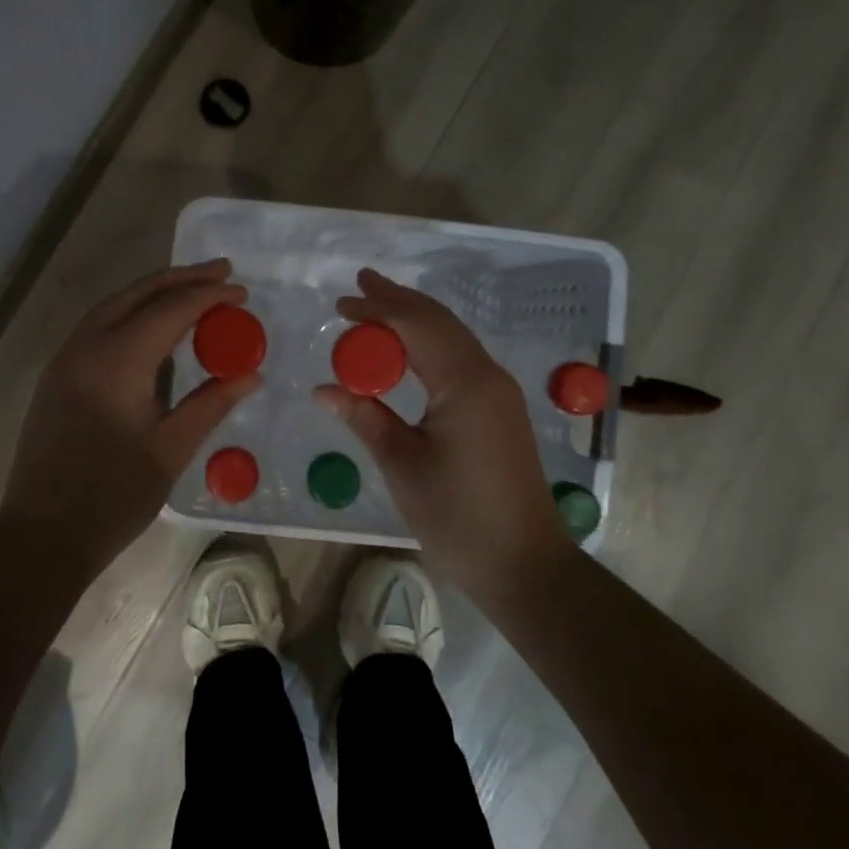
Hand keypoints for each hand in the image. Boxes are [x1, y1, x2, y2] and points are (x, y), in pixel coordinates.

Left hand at [0, 259, 259, 578]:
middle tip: (222, 271)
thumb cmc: (112, 497)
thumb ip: (211, 403)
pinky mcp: (57, 376)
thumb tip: (251, 373)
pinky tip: (153, 326)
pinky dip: (132, 312)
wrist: (42, 535)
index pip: (170, 310)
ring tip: (193, 289)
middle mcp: (86, 347)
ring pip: (113, 305)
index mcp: (117, 362)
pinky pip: (98, 325)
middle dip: (182, 278)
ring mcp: (65, 359)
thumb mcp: (171, 451)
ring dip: (154, 291)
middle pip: (138, 293)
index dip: (209, 296)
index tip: (243, 292)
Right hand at [315, 269, 572, 603]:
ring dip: (416, 319)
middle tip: (360, 284)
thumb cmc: (458, 517)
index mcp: (464, 383)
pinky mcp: (501, 409)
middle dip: (398, 301)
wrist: (525, 564)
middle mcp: (487, 375)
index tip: (341, 304)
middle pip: (439, 322)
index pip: (416, 326)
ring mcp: (500, 391)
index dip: (377, 310)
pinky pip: (462, 358)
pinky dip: (431, 342)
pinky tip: (411, 348)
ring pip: (454, 337)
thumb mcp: (403, 466)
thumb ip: (365, 418)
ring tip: (379, 306)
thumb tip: (323, 388)